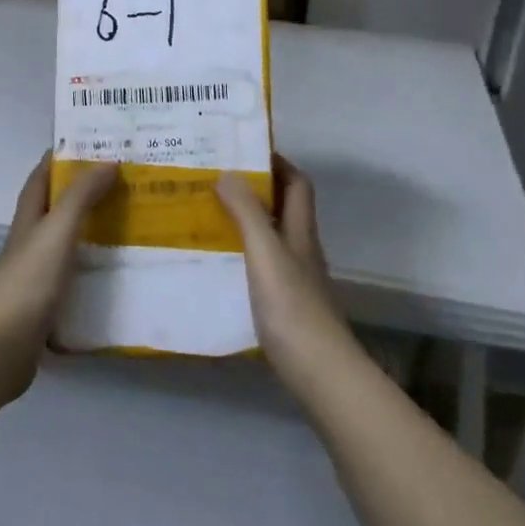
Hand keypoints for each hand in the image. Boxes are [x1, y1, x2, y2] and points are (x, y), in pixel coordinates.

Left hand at [0, 155, 117, 401]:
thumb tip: (108, 160)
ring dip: (97, 233)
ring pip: (71, 245)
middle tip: (129, 184)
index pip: (43, 176)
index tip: (97, 142)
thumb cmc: (27, 281)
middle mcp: (32, 243)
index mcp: (30, 219)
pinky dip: (98, 274)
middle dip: (89, 193)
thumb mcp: (56, 231)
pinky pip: (79, 281)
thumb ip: (81, 196)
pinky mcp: (49, 308)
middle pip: (60, 209)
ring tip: (136, 226)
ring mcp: (39, 277)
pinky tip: (124, 278)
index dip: (64, 156)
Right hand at [215, 157, 357, 397]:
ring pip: (269, 237)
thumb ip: (247, 213)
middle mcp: (300, 249)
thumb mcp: (265, 254)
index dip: (276, 163)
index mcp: (300, 231)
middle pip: (282, 208)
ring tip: (205, 215)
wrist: (319, 373)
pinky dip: (240, 255)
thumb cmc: (292, 308)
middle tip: (212, 180)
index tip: (243, 151)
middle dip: (253, 189)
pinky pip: (259, 265)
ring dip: (243, 221)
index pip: (297, 183)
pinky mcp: (283, 305)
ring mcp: (293, 279)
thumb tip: (228, 172)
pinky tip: (215, 264)